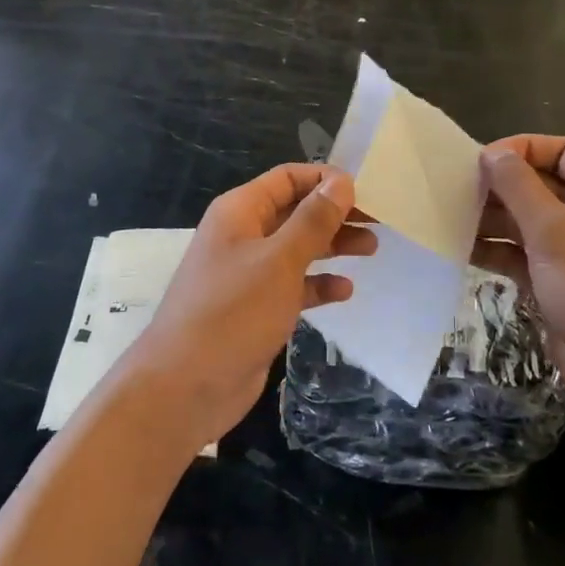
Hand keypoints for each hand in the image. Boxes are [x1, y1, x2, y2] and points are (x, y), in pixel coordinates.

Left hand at [123, 164, 375, 445]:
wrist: (186, 387)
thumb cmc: (233, 312)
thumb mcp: (279, 261)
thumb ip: (313, 220)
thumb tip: (341, 181)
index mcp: (240, 212)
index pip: (286, 178)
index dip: (324, 179)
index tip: (365, 190)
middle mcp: (242, 236)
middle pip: (294, 211)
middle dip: (334, 213)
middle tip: (379, 220)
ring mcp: (247, 274)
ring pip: (296, 248)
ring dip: (331, 246)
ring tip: (372, 247)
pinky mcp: (255, 309)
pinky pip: (292, 285)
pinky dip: (317, 284)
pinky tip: (345, 291)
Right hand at [476, 136, 564, 416]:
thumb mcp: (554, 230)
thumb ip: (518, 186)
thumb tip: (492, 153)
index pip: (560, 150)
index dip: (521, 149)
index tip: (482, 160)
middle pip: (537, 185)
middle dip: (498, 186)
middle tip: (454, 189)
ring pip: (524, 221)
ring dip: (490, 219)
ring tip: (449, 218)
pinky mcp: (555, 282)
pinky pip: (519, 255)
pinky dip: (494, 251)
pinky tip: (460, 250)